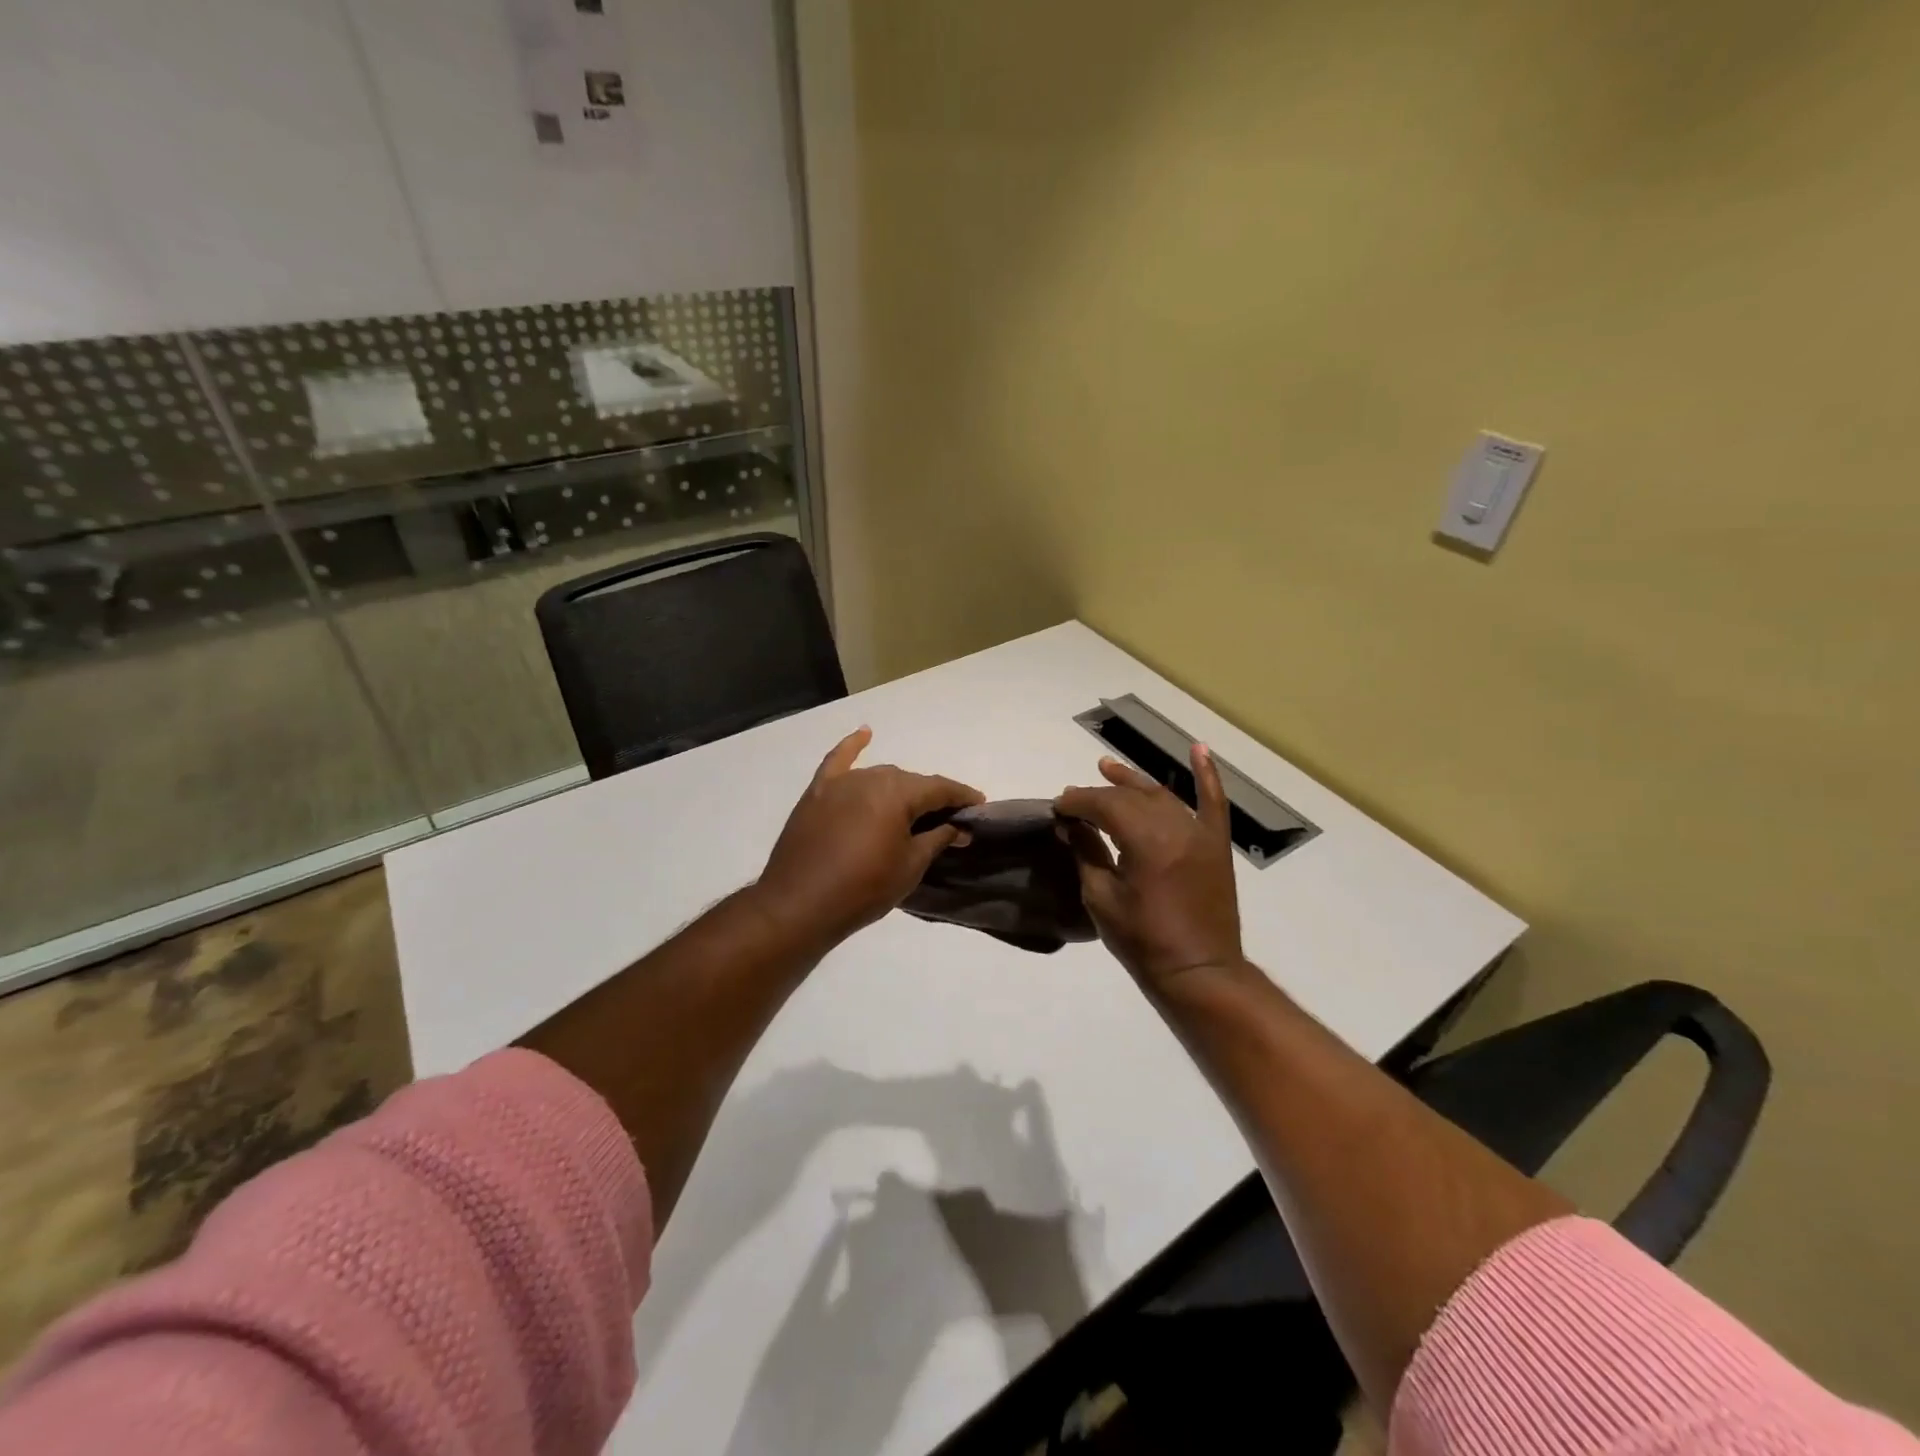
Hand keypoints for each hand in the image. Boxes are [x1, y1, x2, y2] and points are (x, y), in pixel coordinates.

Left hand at [756, 727, 983, 948]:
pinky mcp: (817, 793)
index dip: (962, 797)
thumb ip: (938, 838)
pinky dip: (852, 746)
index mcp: (898, 793)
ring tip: (914, 809)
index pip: (940, 788)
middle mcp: (871, 777)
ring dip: (900, 789)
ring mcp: (841, 783)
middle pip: (910, 782)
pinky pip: (838, 761)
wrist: (799, 905)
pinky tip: (865, 733)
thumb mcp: (911, 866)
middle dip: (932, 798)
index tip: (979, 807)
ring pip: (880, 776)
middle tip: (948, 821)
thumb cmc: (863, 888)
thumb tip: (958, 827)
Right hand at [1054, 745, 1243, 991]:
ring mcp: (1200, 833)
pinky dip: (1207, 774)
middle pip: (1129, 797)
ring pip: (1161, 795)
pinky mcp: (1216, 844)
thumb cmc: (1143, 941)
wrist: (1199, 971)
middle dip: (1098, 794)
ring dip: (1133, 781)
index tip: (1057, 807)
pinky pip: (1214, 802)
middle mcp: (1174, 826)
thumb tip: (1071, 826)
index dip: (1076, 802)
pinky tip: (1198, 748)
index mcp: (1144, 840)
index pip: (1103, 805)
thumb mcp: (1101, 898)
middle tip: (1073, 801)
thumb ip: (1087, 853)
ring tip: (1107, 768)